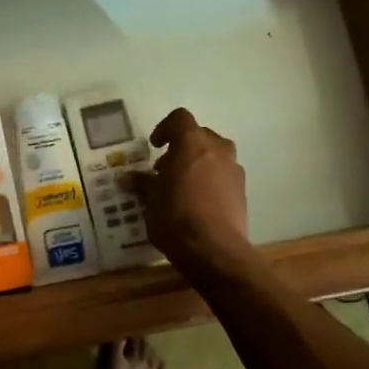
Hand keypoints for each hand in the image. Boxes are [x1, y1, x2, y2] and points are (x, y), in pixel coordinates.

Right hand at [127, 108, 251, 274]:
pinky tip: (198, 203)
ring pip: (214, 155)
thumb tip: (126, 178)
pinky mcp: (242, 191)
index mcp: (192, 142)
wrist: (215, 250)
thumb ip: (141, 183)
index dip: (165, 128)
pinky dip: (210, 181)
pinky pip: (223, 175)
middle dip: (182, 148)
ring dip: (198, 164)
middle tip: (165, 169)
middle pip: (199, 136)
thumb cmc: (176, 216)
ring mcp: (234, 169)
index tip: (155, 146)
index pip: (179, 118)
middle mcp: (217, 149)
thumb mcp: (150, 199)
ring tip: (181, 186)